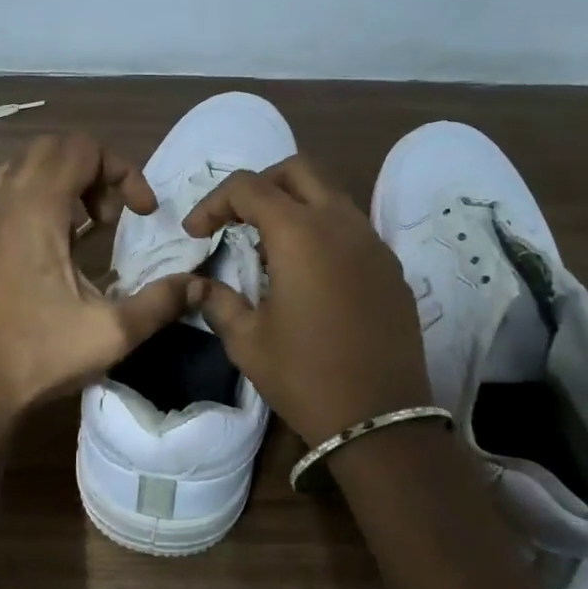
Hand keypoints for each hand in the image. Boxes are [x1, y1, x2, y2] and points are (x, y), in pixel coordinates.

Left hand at [0, 133, 196, 425]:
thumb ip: (162, 302)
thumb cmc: (38, 354)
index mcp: (37, 207)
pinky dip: (26, 205)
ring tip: (80, 229)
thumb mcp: (112, 332)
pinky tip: (38, 248)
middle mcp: (2, 201)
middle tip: (111, 218)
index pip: (84, 148)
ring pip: (20, 170)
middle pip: (51, 150)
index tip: (142, 214)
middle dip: (92, 171)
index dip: (124, 171)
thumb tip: (200, 286)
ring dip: (58, 185)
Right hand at [183, 157, 431, 445]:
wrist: (379, 418)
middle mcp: (341, 224)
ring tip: (270, 248)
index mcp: (300, 234)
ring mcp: (373, 243)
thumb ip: (218, 301)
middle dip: (261, 185)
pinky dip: (323, 231)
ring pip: (330, 195)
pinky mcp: (391, 267)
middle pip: (298, 170)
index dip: (214, 202)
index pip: (249, 187)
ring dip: (295, 205)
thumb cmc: (304, 376)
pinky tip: (309, 274)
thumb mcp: (247, 341)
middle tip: (237, 220)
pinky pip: (352, 227)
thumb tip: (199, 285)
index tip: (197, 233)